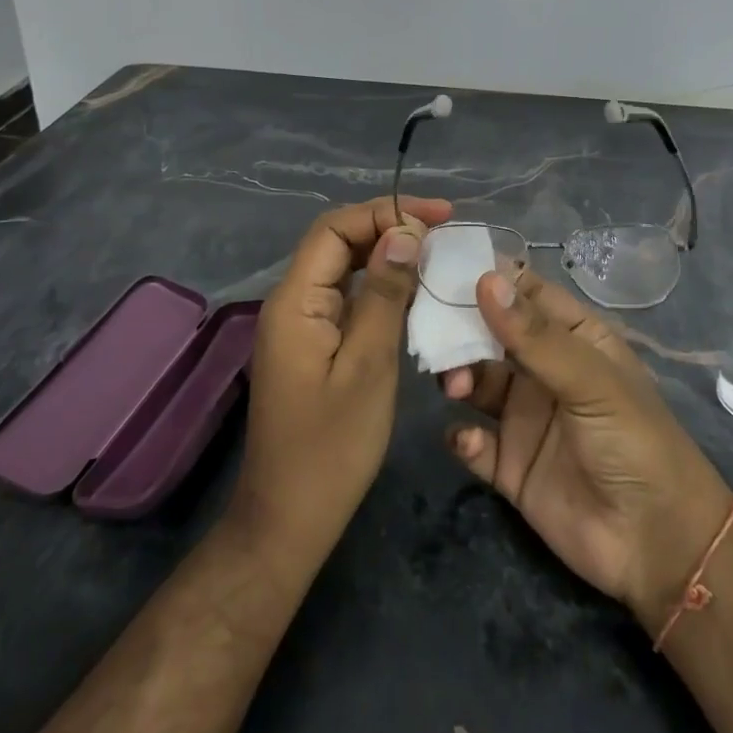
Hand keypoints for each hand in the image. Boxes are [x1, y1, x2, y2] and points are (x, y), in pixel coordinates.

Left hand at [231, 195, 452, 566]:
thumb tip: (404, 232)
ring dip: (387, 254)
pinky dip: (381, 287)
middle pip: (338, 242)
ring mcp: (302, 325)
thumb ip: (384, 294)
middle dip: (389, 227)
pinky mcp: (314, 346)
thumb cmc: (331, 448)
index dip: (386, 212)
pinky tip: (414, 293)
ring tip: (436, 252)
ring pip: (344, 268)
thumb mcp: (368, 366)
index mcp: (295, 300)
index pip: (335, 228)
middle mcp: (292, 302)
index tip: (439, 216)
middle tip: (444, 230)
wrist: (289, 520)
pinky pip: (348, 298)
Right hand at [441, 270, 732, 630]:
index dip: (489, 276)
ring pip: (477, 382)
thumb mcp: (591, 380)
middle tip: (429, 328)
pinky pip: (474, 441)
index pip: (526, 293)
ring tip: (453, 385)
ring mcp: (526, 417)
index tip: (442, 265)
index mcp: (574, 338)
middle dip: (460, 327)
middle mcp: (545, 370)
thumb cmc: (635, 442)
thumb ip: (536, 336)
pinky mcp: (510, 465)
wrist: (657, 546)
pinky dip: (463, 436)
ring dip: (459, 376)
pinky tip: (469, 440)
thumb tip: (486, 278)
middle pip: (492, 334)